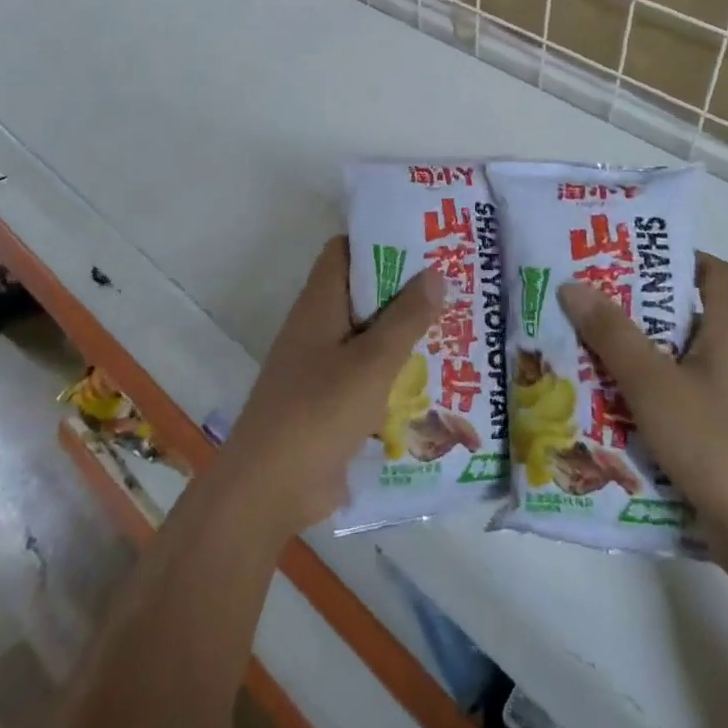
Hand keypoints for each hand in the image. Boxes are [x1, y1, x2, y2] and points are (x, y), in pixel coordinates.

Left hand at [218, 237, 444, 536]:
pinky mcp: (331, 402)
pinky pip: (368, 374)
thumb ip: (405, 318)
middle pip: (362, 293)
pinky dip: (396, 372)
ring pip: (369, 336)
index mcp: (319, 304)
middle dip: (405, 289)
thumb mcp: (371, 362)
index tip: (425, 241)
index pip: (345, 251)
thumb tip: (435, 271)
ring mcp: (323, 366)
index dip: (380, 240)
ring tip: (458, 327)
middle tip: (456, 284)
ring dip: (404, 333)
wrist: (270, 488)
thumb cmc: (318, 412)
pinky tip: (436, 379)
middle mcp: (319, 327)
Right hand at [558, 253, 727, 586]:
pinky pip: (692, 398)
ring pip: (687, 360)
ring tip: (589, 353)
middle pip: (692, 315)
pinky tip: (617, 408)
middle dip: (639, 309)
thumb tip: (573, 284)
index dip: (673, 258)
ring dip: (642, 356)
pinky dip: (657, 394)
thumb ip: (612, 335)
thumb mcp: (655, 386)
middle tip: (587, 305)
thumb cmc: (720, 447)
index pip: (715, 272)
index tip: (624, 261)